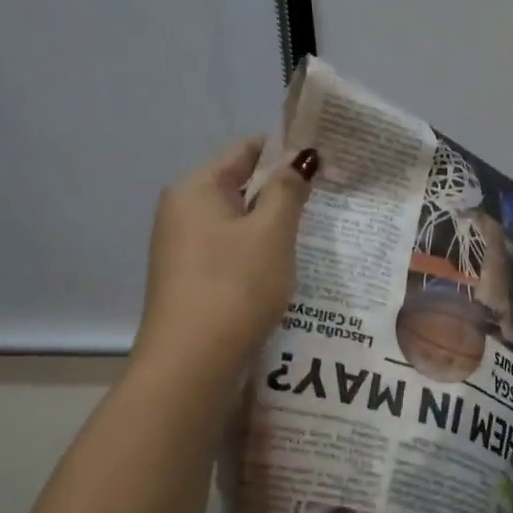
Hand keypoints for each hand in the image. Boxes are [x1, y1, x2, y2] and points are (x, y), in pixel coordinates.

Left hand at [131, 138, 318, 380]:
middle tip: (329, 200)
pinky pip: (232, 251)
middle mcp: (182, 211)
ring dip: (273, 226)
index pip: (246, 150)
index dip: (286, 151)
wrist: (192, 362)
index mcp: (195, 188)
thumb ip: (288, 191)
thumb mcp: (272, 233)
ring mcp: (183, 247)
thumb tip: (301, 156)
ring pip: (238, 222)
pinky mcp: (191, 279)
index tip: (325, 162)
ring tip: (315, 235)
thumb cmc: (235, 286)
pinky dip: (258, 252)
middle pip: (240, 186)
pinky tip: (285, 268)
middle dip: (283, 191)